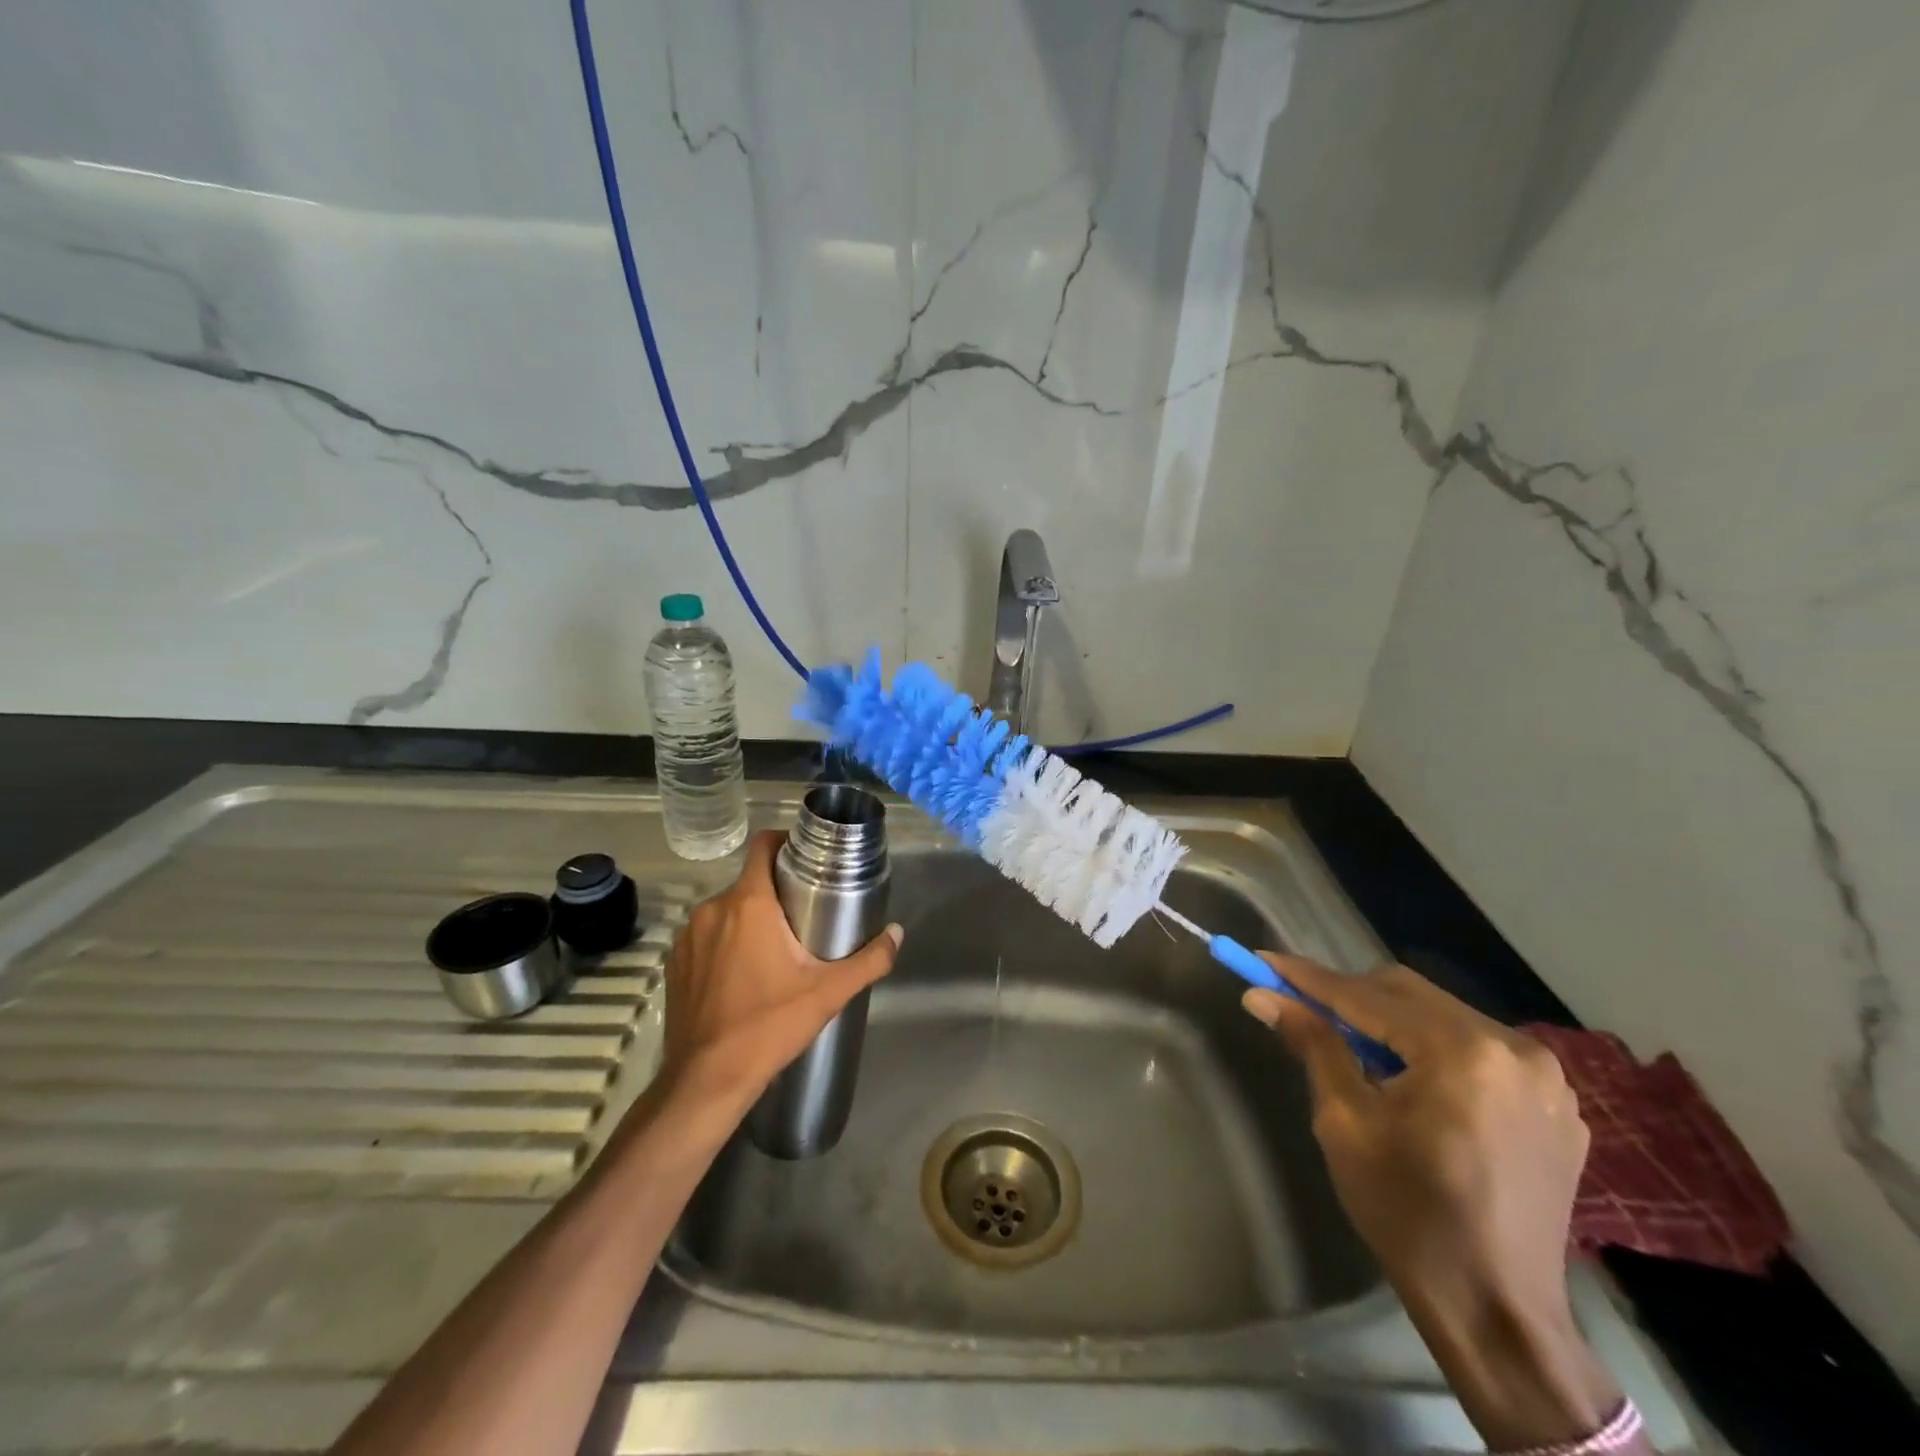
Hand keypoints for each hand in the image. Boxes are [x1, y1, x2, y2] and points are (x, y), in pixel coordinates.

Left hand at [660, 831, 901, 1106]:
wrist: (705, 1081)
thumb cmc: (768, 1026)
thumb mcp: (828, 993)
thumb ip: (869, 960)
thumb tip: (897, 933)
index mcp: (748, 904)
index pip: (763, 845)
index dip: (786, 842)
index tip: (807, 857)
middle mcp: (712, 909)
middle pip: (750, 881)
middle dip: (776, 891)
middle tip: (805, 914)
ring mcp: (687, 937)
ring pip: (727, 910)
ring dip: (749, 919)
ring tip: (776, 947)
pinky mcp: (674, 963)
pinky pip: (706, 937)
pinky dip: (724, 943)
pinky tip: (742, 974)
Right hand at [1245, 956, 1623, 1450]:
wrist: (1496, 1310)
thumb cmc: (1407, 1213)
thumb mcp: (1344, 1123)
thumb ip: (1312, 1045)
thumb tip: (1262, 996)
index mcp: (1461, 1052)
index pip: (1365, 995)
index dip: (1308, 978)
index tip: (1263, 962)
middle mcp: (1513, 1047)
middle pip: (1408, 993)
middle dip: (1351, 996)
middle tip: (1302, 1006)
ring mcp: (1546, 1078)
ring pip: (1444, 1015)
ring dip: (1393, 1021)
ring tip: (1357, 1050)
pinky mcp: (1558, 1105)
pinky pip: (1480, 1050)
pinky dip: (1436, 1050)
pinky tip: (1414, 1082)